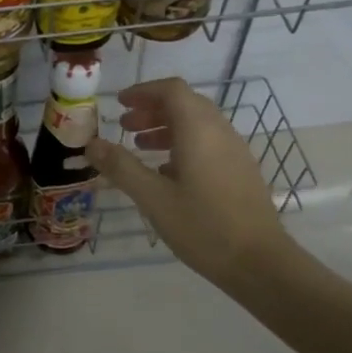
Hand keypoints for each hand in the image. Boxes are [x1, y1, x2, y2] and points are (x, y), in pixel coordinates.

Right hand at [84, 78, 308, 297]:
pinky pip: (209, 142)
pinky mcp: (241, 170)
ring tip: (141, 146)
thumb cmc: (203, 226)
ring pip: (198, 124)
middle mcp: (220, 132)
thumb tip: (91, 144)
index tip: (119, 103)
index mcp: (198, 130)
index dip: (143, 91)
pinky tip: (167, 173)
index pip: (171, 90)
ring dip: (167, 127)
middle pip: (185, 104)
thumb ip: (121, 167)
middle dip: (152, 109)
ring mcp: (234, 151)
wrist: (260, 262)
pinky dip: (184, 143)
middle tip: (125, 125)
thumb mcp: (153, 198)